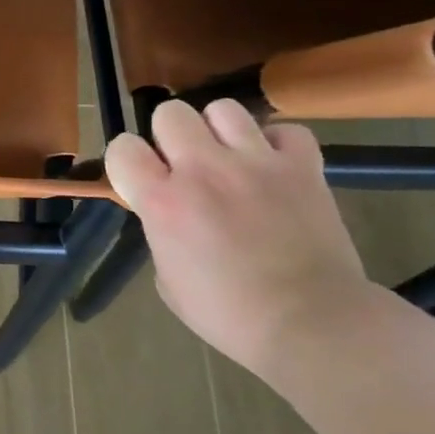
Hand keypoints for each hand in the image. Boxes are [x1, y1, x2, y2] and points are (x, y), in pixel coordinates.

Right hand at [104, 99, 373, 374]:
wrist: (312, 324)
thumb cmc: (229, 315)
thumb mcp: (167, 280)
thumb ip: (160, 232)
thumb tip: (169, 214)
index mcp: (164, 202)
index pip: (123, 148)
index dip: (127, 162)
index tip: (139, 180)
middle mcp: (204, 170)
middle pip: (170, 113)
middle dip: (170, 137)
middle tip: (184, 166)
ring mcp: (257, 163)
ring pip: (223, 109)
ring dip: (219, 132)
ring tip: (229, 159)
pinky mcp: (303, 167)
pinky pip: (286, 131)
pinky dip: (277, 145)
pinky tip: (273, 168)